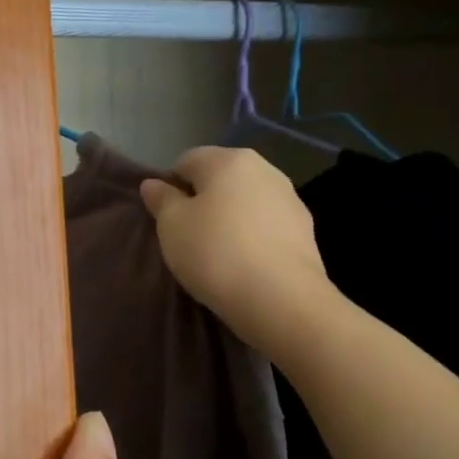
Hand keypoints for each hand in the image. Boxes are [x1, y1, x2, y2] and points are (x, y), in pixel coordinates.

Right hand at [141, 145, 334, 362]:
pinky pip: (265, 225)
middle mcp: (264, 169)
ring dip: (229, 219)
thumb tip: (153, 183)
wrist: (280, 298)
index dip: (170, 187)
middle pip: (220, 179)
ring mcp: (290, 199)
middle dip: (202, 201)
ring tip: (218, 254)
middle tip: (188, 237)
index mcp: (228, 160)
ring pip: (245, 202)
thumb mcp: (171, 226)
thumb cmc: (215, 253)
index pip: (187, 161)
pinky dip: (252, 237)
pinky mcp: (305, 230)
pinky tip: (244, 264)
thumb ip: (161, 199)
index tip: (166, 219)